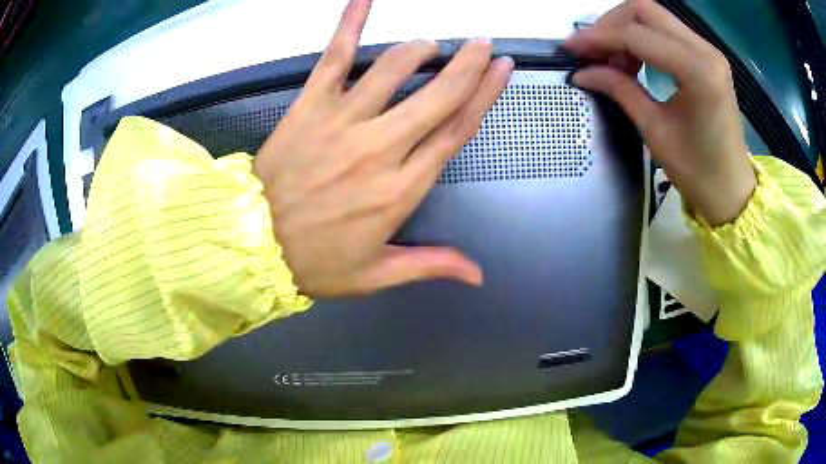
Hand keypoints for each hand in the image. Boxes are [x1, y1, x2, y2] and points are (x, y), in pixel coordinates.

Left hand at [253, 0, 512, 296]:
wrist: (252, 245)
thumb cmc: (314, 263)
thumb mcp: (375, 274)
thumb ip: (429, 264)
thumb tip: (476, 273)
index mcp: (401, 188)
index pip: (456, 130)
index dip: (484, 96)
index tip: (501, 71)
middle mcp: (379, 148)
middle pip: (437, 95)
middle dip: (467, 65)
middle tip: (483, 45)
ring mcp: (342, 121)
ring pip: (393, 70)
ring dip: (420, 50)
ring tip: (431, 45)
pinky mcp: (309, 106)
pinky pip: (334, 56)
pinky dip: (350, 24)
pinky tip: (364, 0)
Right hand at [565, 0, 755, 225]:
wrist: (732, 190)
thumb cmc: (698, 172)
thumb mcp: (655, 131)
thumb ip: (620, 90)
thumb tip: (583, 72)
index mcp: (697, 71)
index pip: (637, 35)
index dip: (599, 37)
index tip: (571, 48)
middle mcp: (705, 50)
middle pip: (645, 10)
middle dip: (611, 24)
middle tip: (593, 52)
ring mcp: (708, 51)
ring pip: (654, 16)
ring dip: (625, 30)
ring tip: (613, 61)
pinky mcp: (707, 57)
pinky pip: (666, 31)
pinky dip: (643, 38)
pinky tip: (633, 60)